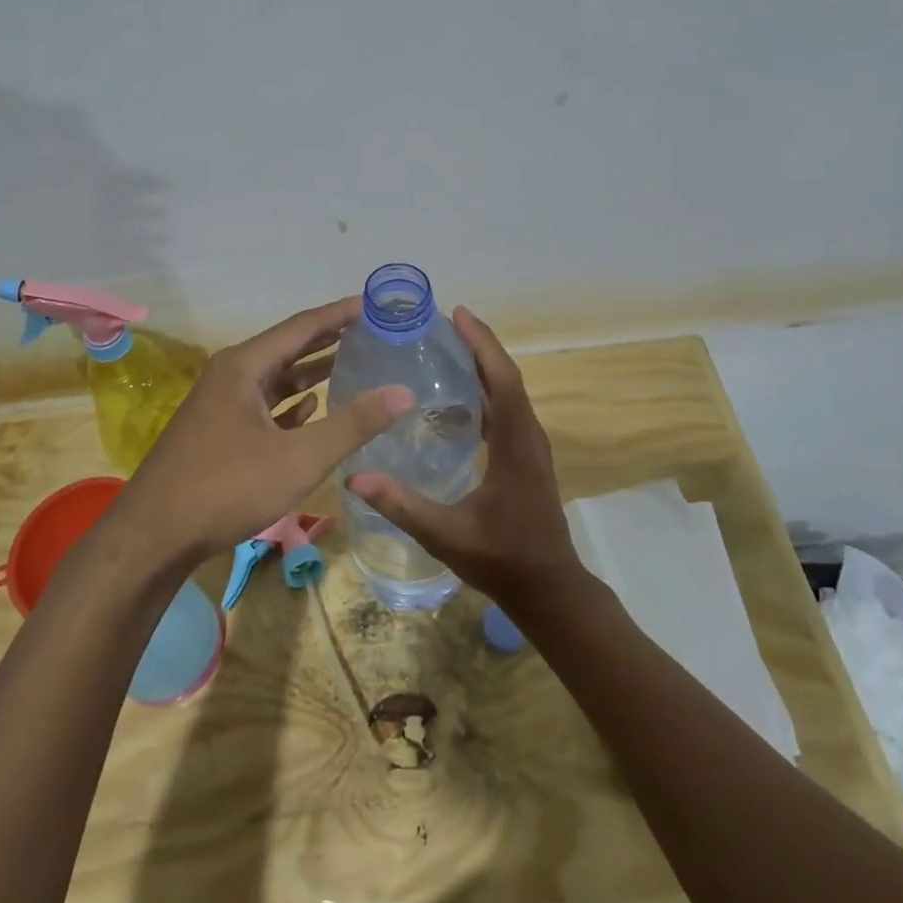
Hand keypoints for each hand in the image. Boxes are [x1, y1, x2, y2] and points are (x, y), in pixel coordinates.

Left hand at [116, 296, 412, 560]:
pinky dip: (291, 403)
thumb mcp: (300, 458)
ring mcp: (221, 404)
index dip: (340, 314)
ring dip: (312, 371)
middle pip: (288, 347)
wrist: (154, 536)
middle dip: (329, 339)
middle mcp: (230, 375)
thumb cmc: (227, 488)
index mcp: (244, 366)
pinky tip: (313, 407)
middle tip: (372, 331)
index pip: (302, 326)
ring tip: (353, 363)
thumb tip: (403, 391)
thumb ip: (353, 424)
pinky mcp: (218, 432)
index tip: (375, 304)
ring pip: (275, 378)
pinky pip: (263, 405)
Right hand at [345, 307, 584, 610]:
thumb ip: (402, 505)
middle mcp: (528, 436)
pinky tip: (456, 397)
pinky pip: (507, 410)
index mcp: (516, 444)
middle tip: (442, 324)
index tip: (457, 314)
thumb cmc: (501, 559)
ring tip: (446, 349)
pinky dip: (486, 391)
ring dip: (483, 366)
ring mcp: (530, 446)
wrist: (548, 588)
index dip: (482, 344)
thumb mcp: (446, 535)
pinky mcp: (526, 457)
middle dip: (478, 346)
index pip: (503, 380)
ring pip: (509, 392)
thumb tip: (354, 476)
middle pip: (507, 377)